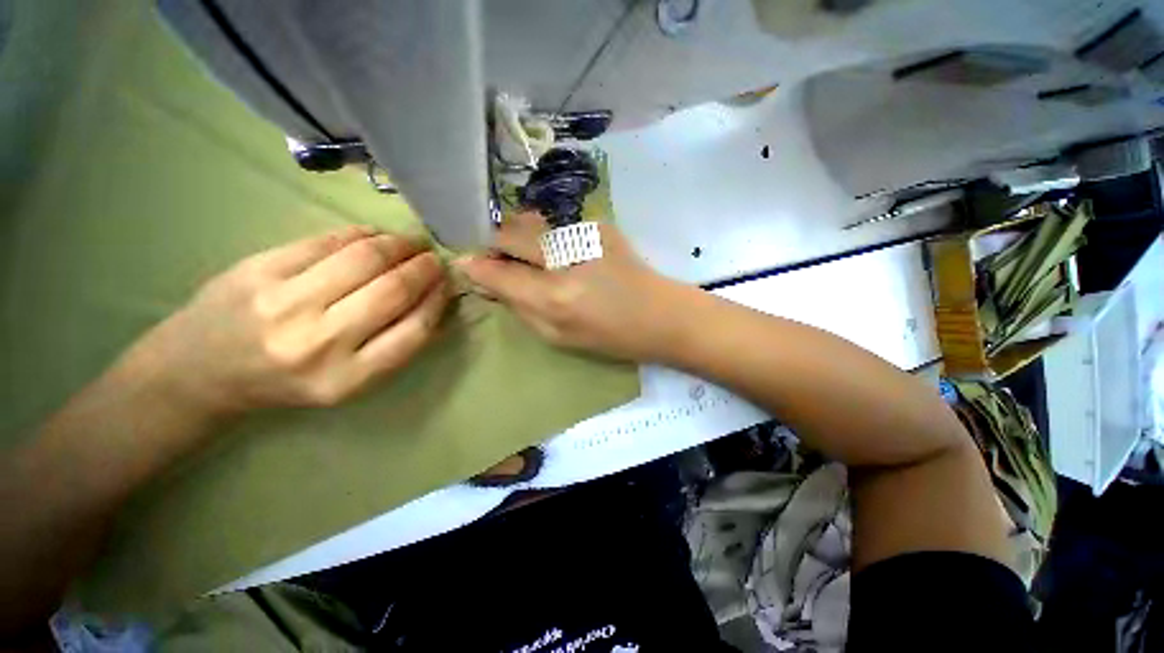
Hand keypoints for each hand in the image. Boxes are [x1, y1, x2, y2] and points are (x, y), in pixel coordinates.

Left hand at [125, 225, 450, 417]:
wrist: (200, 371)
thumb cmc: (285, 382)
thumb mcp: (348, 381)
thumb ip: (395, 345)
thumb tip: (436, 302)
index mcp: (347, 378)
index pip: (414, 330)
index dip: (438, 301)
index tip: (447, 285)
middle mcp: (318, 342)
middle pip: (392, 290)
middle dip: (424, 269)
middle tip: (434, 259)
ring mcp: (285, 301)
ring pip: (364, 258)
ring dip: (399, 245)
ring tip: (412, 243)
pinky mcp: (259, 268)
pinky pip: (327, 241)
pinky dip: (362, 233)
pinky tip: (376, 235)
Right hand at [456, 213, 691, 361]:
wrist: (660, 314)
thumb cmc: (611, 337)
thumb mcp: (559, 337)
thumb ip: (521, 308)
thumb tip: (490, 283)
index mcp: (553, 297)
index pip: (498, 273)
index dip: (476, 267)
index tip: (465, 264)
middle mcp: (563, 259)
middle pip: (509, 234)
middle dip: (494, 244)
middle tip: (496, 258)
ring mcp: (582, 234)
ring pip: (529, 222)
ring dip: (518, 236)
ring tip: (526, 255)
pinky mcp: (598, 224)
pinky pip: (555, 225)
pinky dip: (546, 237)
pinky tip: (559, 252)